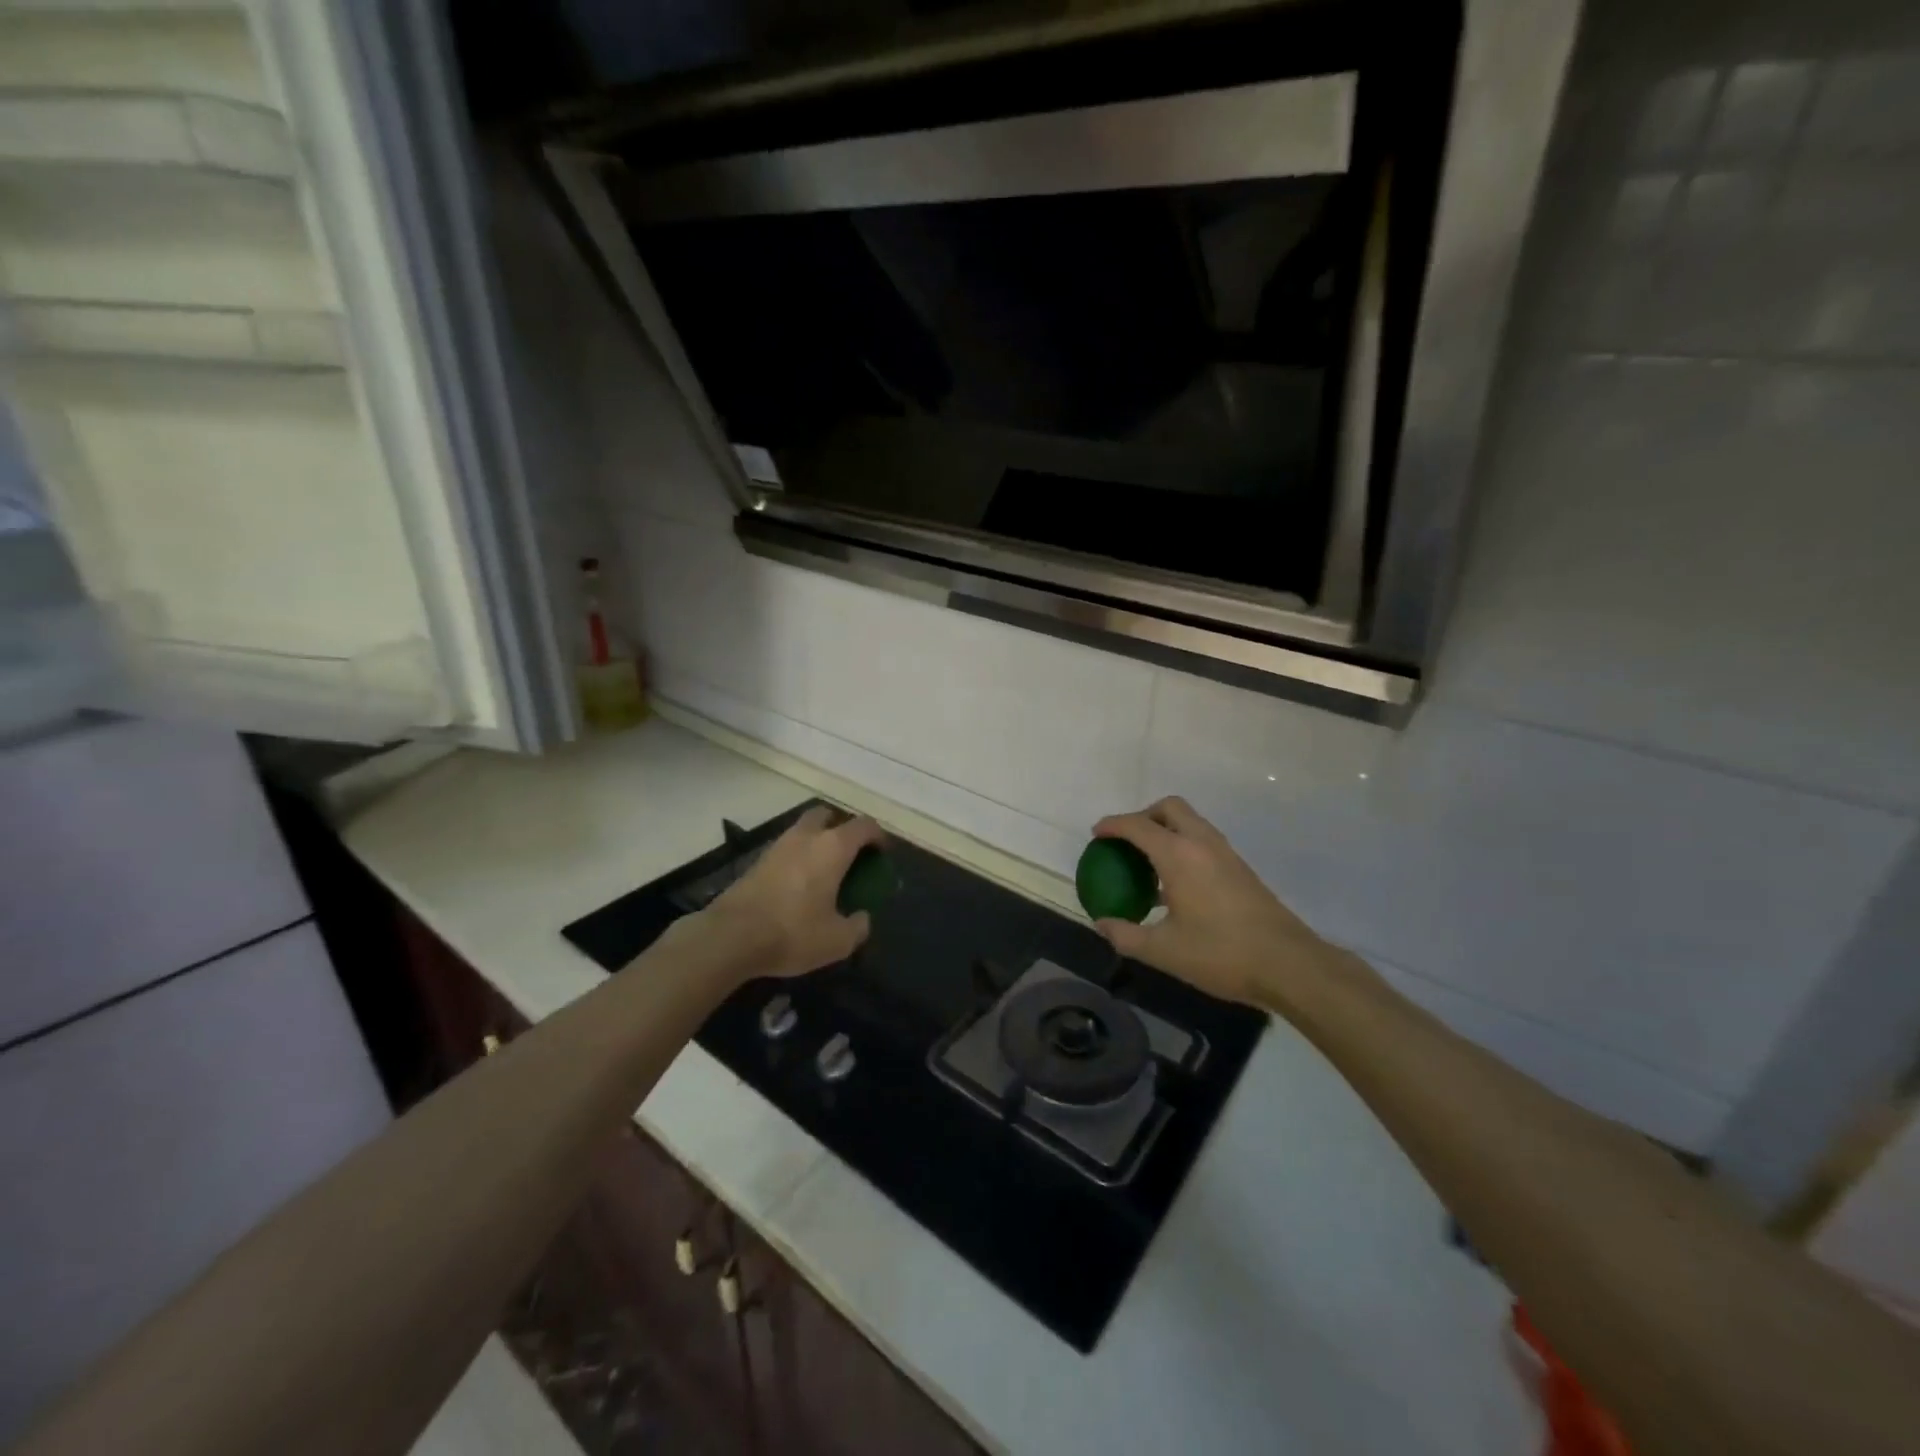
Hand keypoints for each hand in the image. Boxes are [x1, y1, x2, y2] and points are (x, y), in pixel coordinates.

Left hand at [700, 806, 885, 980]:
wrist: (731, 937)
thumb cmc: (793, 932)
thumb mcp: (837, 941)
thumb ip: (858, 926)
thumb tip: (862, 918)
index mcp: (833, 848)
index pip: (863, 826)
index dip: (877, 836)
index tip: (882, 853)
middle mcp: (806, 837)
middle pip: (827, 815)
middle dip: (841, 828)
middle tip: (849, 854)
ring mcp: (778, 846)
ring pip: (803, 830)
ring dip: (816, 841)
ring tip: (823, 871)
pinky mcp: (757, 861)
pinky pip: (786, 849)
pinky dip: (797, 857)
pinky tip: (798, 884)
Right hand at [1090, 797, 1331, 1012]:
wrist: (1289, 964)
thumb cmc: (1221, 954)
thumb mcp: (1164, 951)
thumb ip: (1126, 935)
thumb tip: (1101, 924)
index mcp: (1179, 856)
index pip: (1138, 826)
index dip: (1113, 826)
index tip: (1096, 834)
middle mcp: (1202, 843)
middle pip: (1169, 808)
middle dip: (1143, 816)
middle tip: (1126, 842)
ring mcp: (1225, 853)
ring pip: (1190, 822)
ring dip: (1165, 829)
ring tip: (1147, 862)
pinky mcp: (1240, 868)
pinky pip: (1203, 840)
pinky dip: (1183, 845)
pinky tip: (1176, 884)